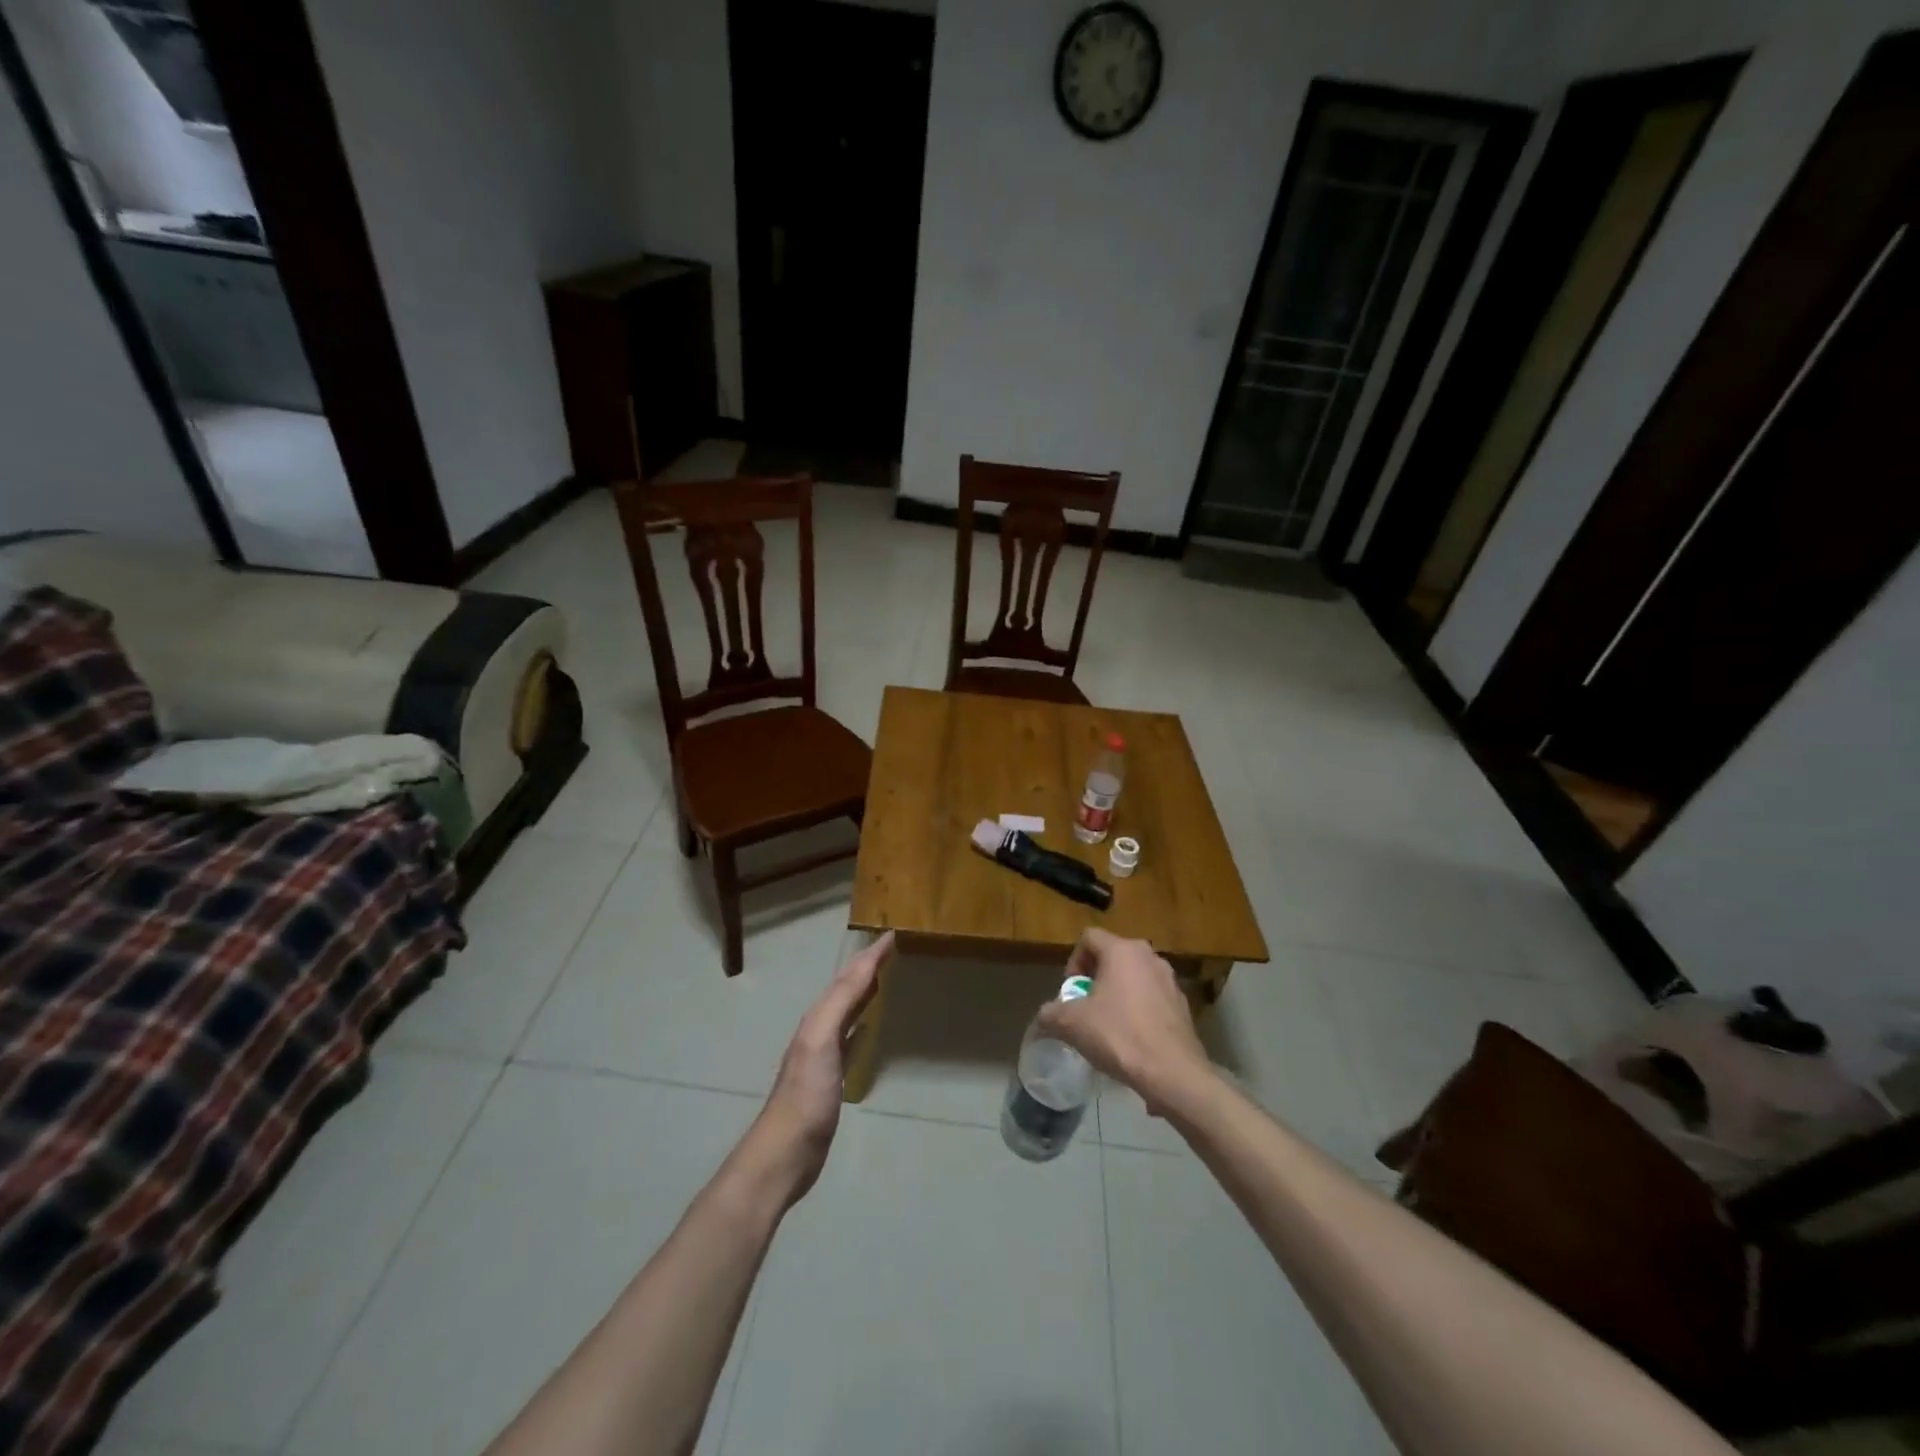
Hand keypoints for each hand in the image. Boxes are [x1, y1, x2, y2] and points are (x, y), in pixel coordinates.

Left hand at [745, 931, 893, 1205]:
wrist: (788, 1151)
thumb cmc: (807, 1094)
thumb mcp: (821, 1040)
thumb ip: (841, 1001)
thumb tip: (866, 963)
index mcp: (818, 1017)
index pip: (848, 976)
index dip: (869, 955)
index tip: (893, 934)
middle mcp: (820, 1028)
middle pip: (846, 988)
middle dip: (867, 966)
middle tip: (892, 948)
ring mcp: (825, 1053)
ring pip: (849, 1009)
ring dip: (865, 990)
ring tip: (886, 976)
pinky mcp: (832, 1077)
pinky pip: (851, 1036)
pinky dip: (863, 1021)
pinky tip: (871, 1025)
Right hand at [1038, 928, 1210, 1115]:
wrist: (1172, 1073)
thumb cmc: (1119, 1036)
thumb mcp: (1071, 1024)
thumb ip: (1051, 1013)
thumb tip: (1044, 1016)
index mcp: (1122, 951)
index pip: (1089, 937)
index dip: (1073, 961)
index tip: (1072, 991)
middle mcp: (1149, 957)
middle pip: (1112, 956)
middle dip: (1095, 979)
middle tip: (1086, 1007)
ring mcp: (1170, 980)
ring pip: (1133, 977)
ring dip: (1117, 994)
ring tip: (1108, 1025)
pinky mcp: (1183, 1005)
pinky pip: (1151, 998)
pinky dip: (1138, 1010)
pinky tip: (1132, 1040)